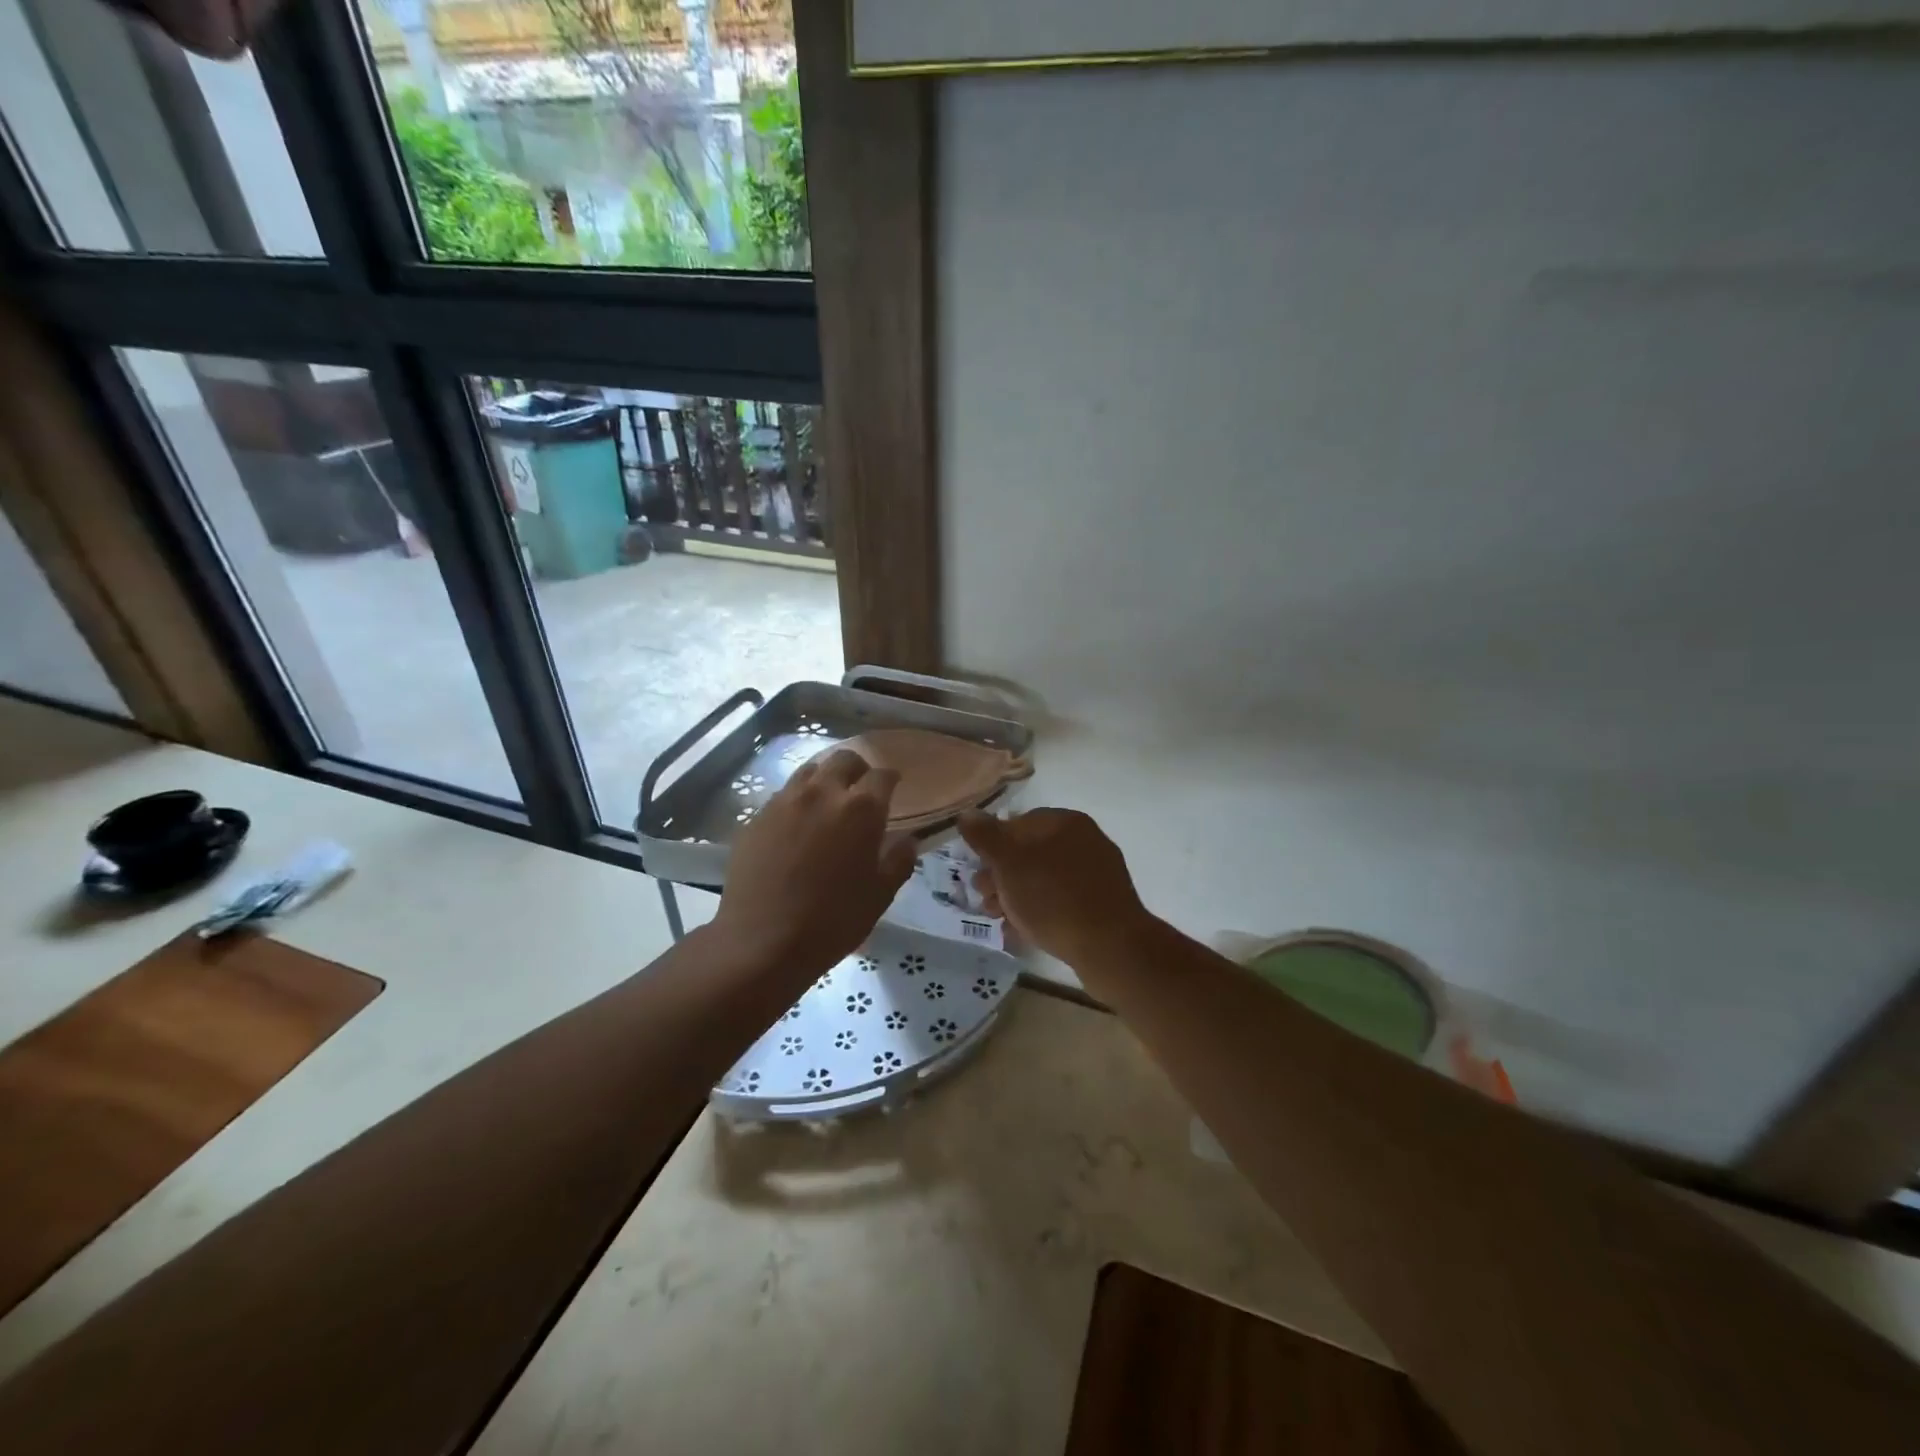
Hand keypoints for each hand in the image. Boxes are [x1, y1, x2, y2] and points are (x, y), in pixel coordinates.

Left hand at [712, 750, 916, 975]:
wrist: (762, 941)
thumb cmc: (832, 921)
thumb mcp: (880, 896)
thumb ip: (898, 861)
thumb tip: (907, 840)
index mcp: (860, 809)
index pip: (881, 776)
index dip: (890, 779)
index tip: (893, 786)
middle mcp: (822, 793)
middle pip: (843, 760)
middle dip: (858, 769)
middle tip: (861, 789)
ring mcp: (785, 802)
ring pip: (810, 771)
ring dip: (825, 779)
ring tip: (828, 801)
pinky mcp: (757, 817)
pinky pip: (783, 795)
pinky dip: (798, 800)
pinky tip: (798, 824)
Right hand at [957, 809, 1151, 966]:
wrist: (1111, 947)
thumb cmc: (1053, 898)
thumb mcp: (1009, 863)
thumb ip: (986, 836)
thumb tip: (967, 813)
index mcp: (1065, 822)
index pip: (1017, 822)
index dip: (992, 846)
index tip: (977, 872)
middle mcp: (1085, 840)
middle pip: (1030, 852)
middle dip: (1002, 876)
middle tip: (985, 899)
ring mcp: (1097, 872)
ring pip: (1044, 878)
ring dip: (1017, 896)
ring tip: (1001, 919)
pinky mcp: (1103, 903)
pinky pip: (1062, 900)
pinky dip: (1040, 911)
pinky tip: (1024, 932)